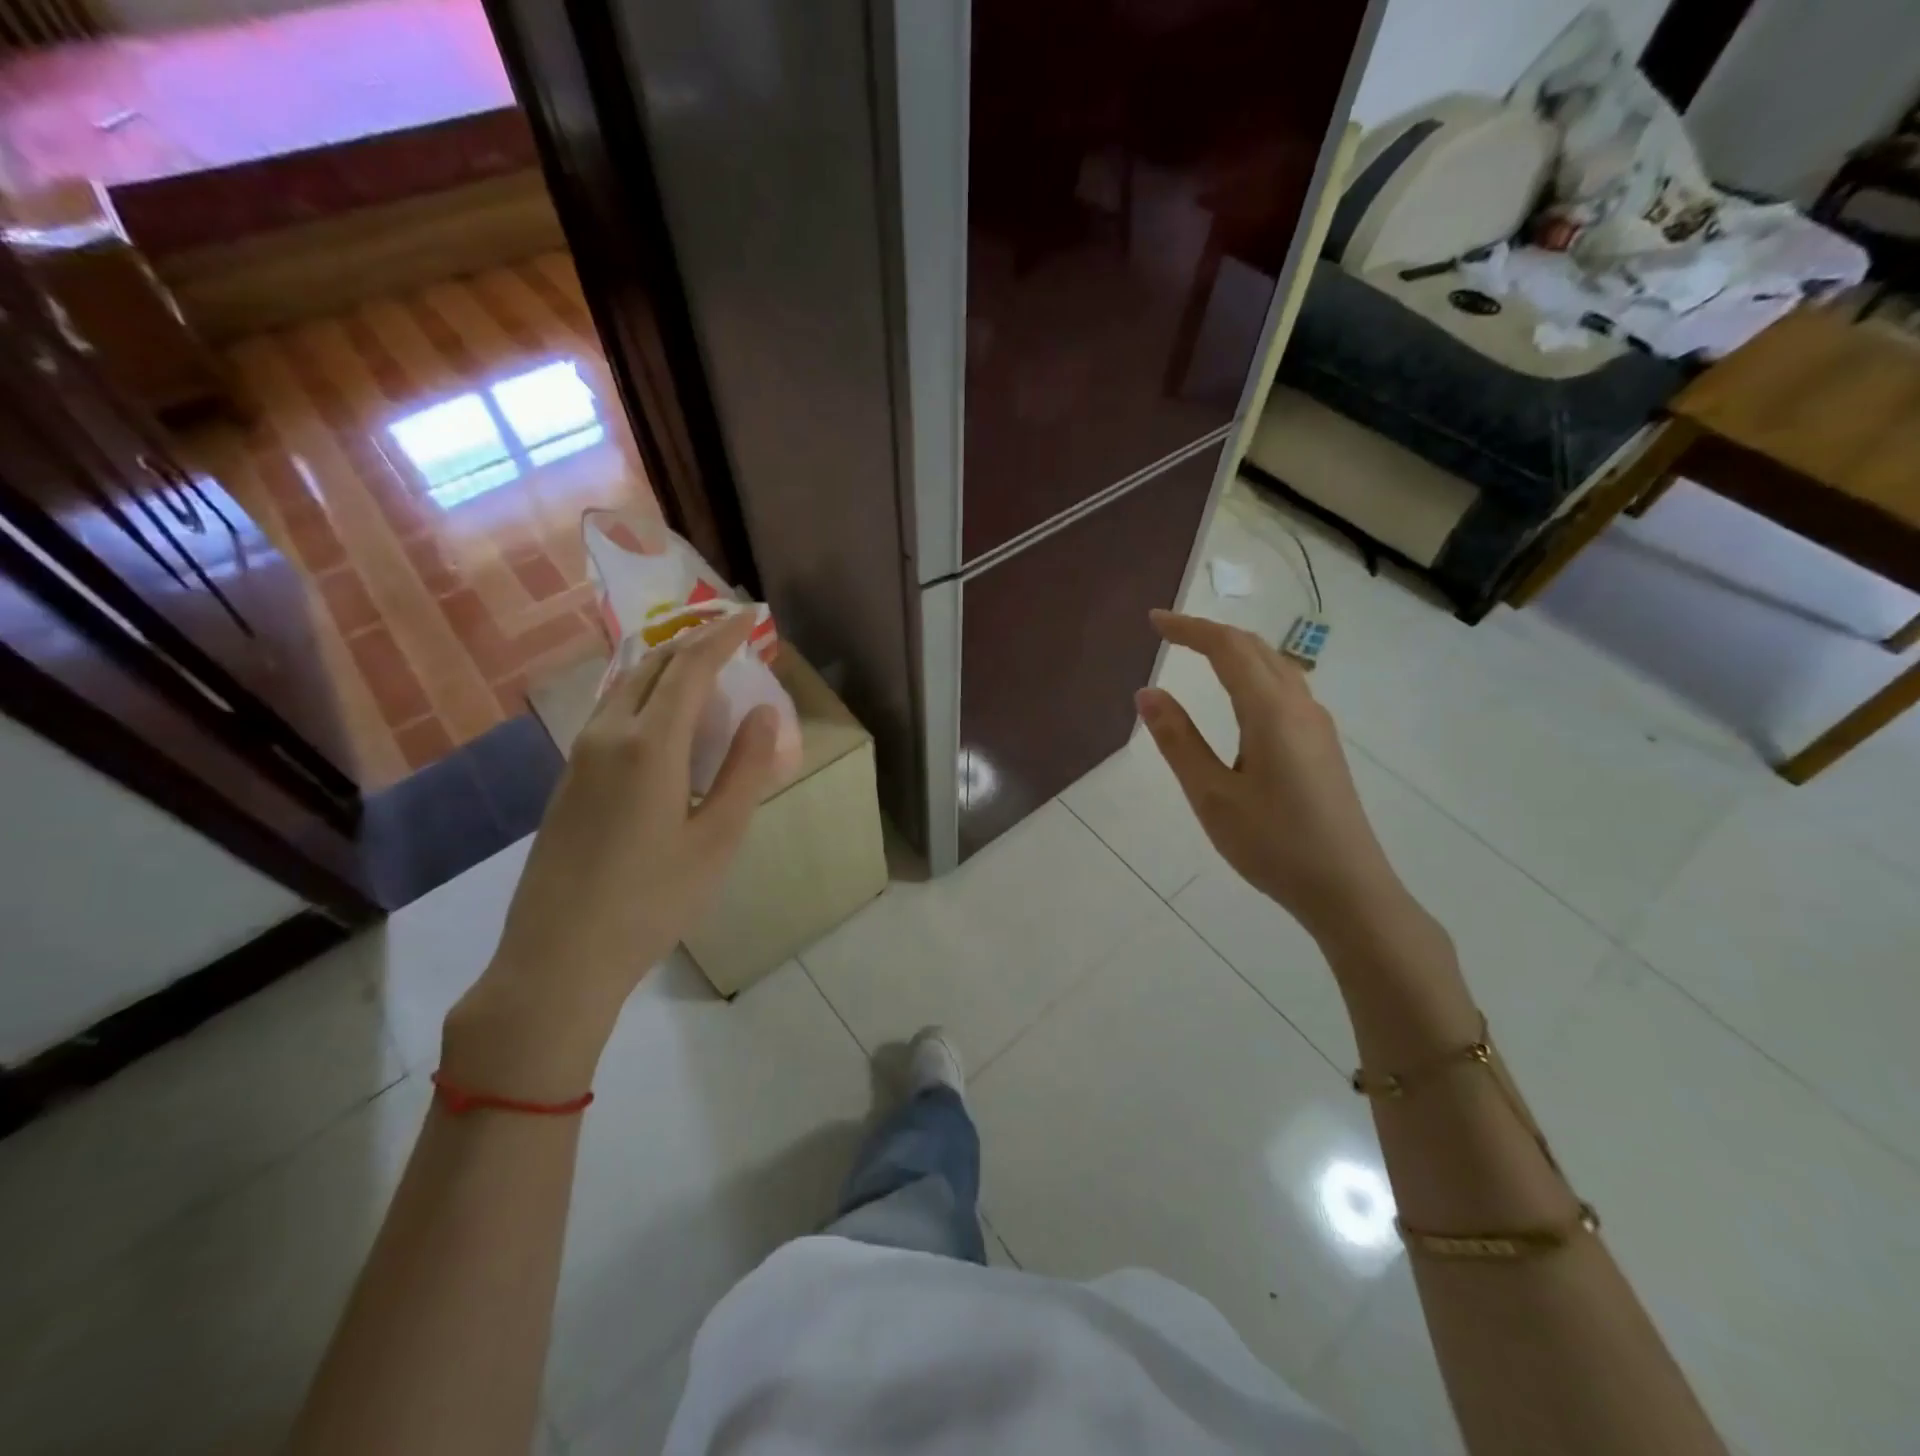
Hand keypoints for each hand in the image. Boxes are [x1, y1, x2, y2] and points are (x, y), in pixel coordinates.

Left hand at [443, 610, 779, 1097]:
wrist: (558, 957)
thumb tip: (766, 713)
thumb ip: (745, 770)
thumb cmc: (653, 900)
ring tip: (705, 673)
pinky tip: (666, 723)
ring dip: (667, 668)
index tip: (751, 617)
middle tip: (732, 638)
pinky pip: (612, 714)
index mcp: (650, 744)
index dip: (723, 636)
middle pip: (652, 666)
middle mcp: (608, 735)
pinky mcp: (568, 779)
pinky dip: (647, 697)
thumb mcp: (717, 838)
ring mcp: (580, 756)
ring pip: (626, 687)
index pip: (690, 667)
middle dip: (694, 642)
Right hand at [1137, 610, 1426, 954]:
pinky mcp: (1323, 746)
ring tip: (1199, 656)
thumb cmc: (1273, 844)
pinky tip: (1240, 698)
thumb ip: (1179, 741)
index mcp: (1270, 712)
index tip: (1153, 621)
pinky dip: (1253, 674)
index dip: (1189, 629)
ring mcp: (1317, 726)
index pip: (1227, 649)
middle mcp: (1300, 707)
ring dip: (1235, 651)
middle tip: (1169, 634)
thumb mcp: (1212, 796)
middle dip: (1210, 634)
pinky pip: (1285, 689)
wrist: (1348, 889)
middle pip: (1255, 649)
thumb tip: (1147, 693)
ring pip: (1275, 667)